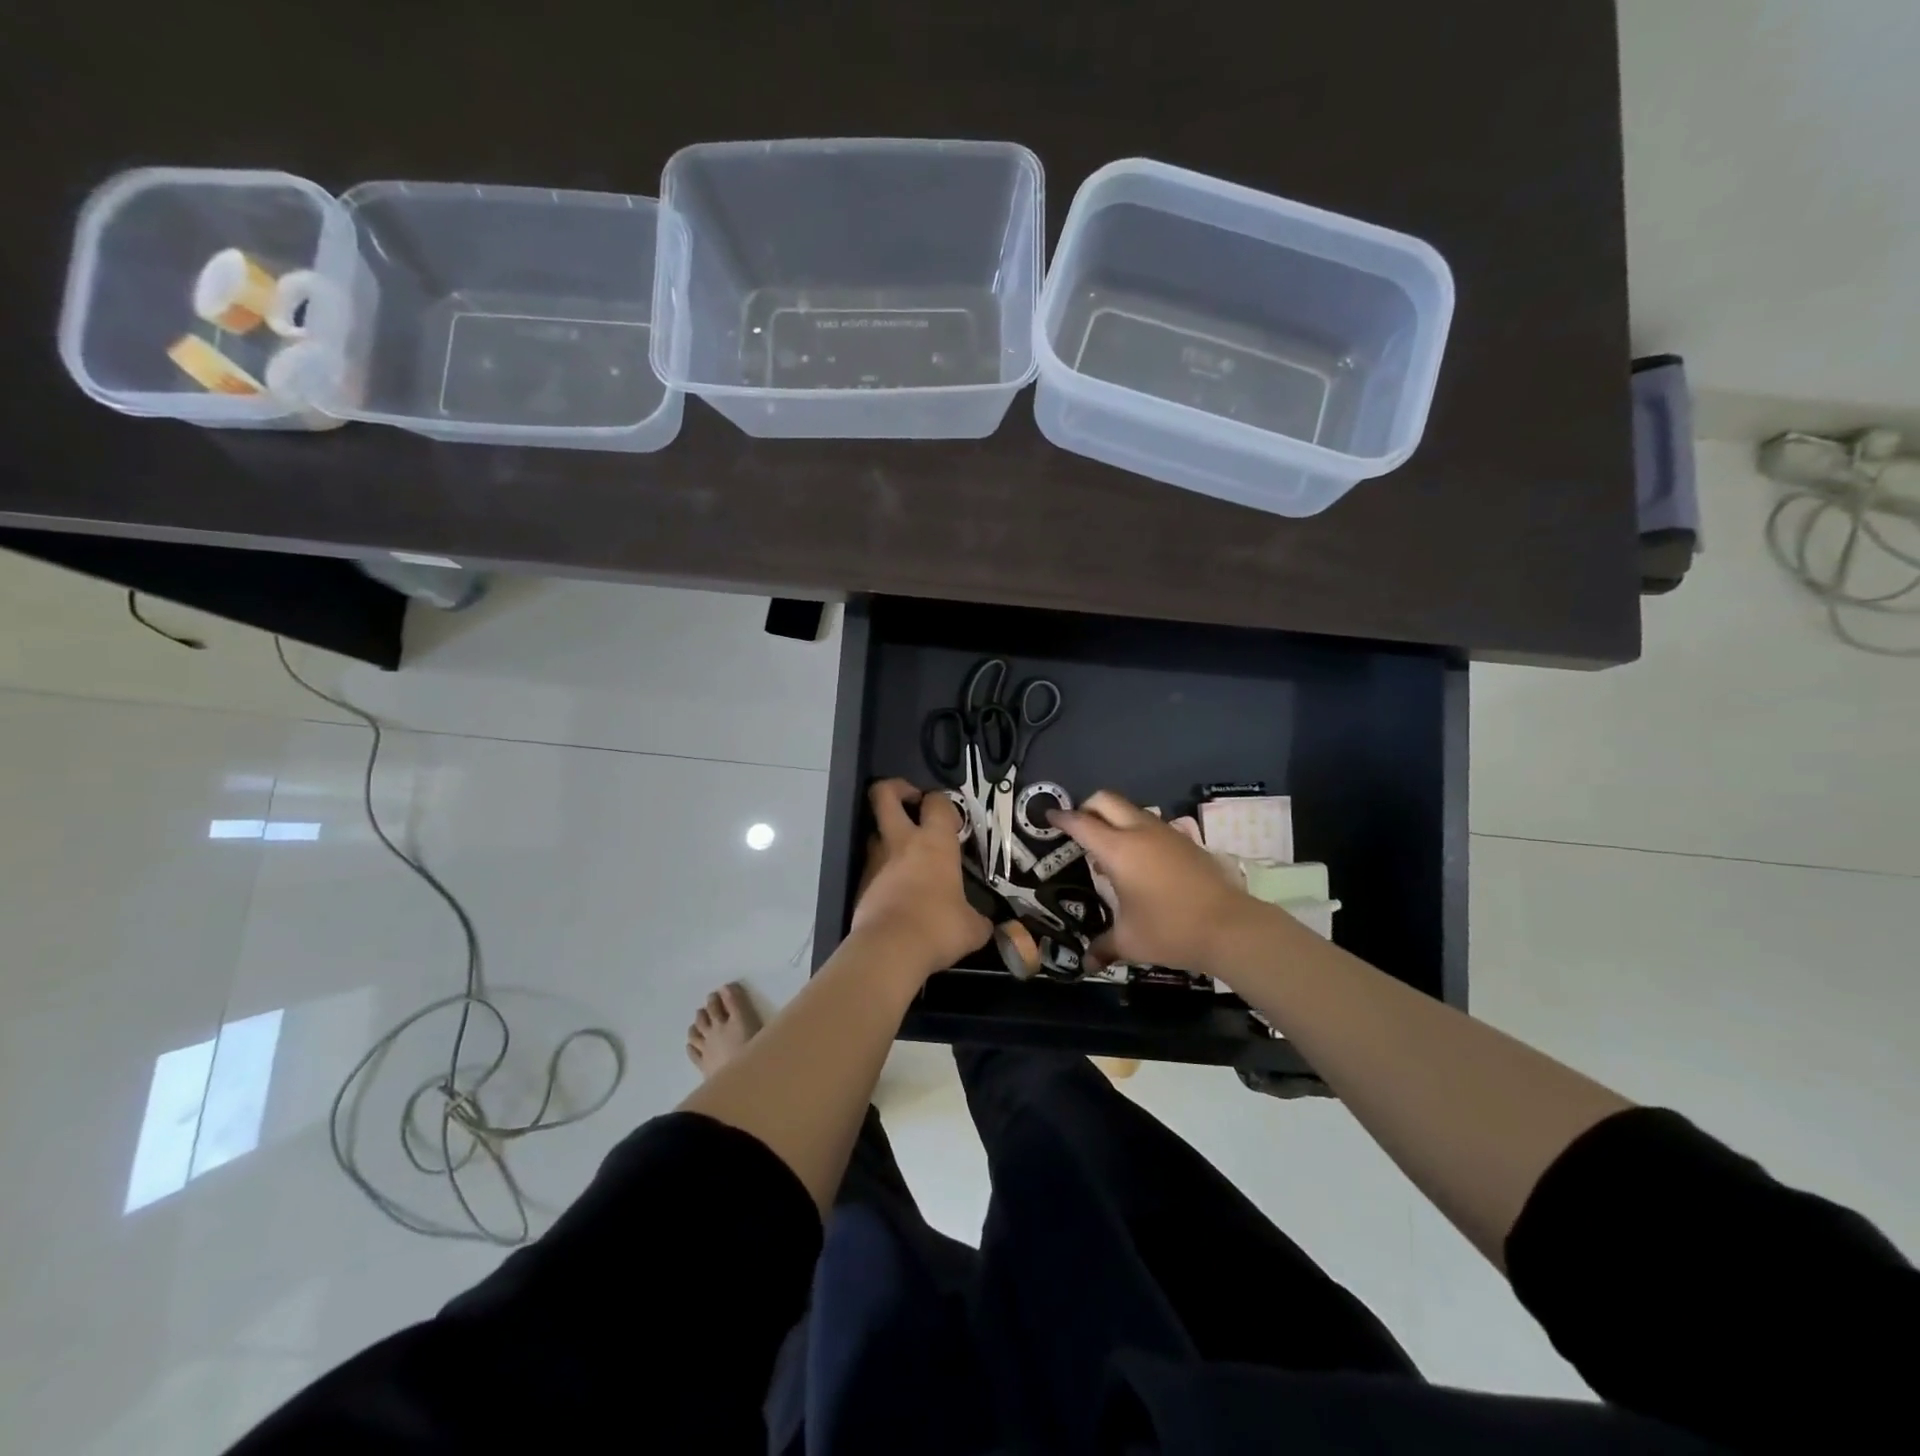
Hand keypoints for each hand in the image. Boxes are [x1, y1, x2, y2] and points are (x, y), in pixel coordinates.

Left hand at [850, 779, 991, 975]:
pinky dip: (882, 871)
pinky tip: (896, 891)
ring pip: (874, 830)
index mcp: (935, 843)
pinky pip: (871, 866)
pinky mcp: (860, 884)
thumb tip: (985, 925)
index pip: (937, 802)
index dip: (943, 803)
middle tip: (911, 802)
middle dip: (896, 789)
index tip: (951, 820)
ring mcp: (875, 861)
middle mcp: (902, 843)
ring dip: (887, 834)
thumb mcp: (972, 928)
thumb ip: (978, 919)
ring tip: (905, 853)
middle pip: (884, 795)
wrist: (889, 949)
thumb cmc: (938, 928)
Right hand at [1050, 790, 1257, 973]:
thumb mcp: (1130, 941)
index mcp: (1118, 850)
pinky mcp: (1186, 841)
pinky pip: (1151, 825)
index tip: (1049, 817)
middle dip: (1087, 808)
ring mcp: (1166, 833)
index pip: (1081, 824)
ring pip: (1131, 810)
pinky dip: (1136, 832)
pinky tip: (1140, 865)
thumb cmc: (1170, 930)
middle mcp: (1139, 832)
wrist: (1230, 927)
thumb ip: (1103, 946)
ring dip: (1114, 820)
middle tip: (1078, 830)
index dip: (1061, 819)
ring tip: (1108, 854)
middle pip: (1106, 800)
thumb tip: (1086, 963)